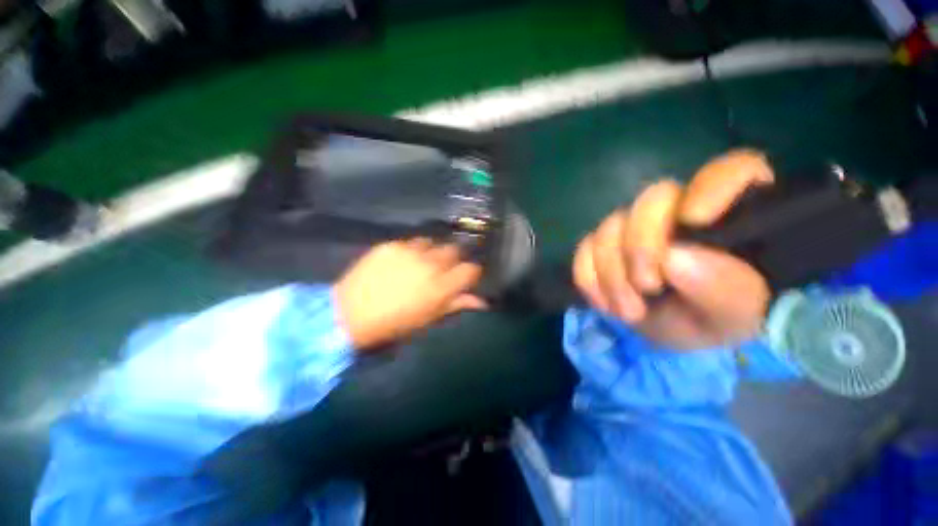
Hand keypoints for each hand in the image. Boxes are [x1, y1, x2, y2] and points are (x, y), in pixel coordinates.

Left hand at [335, 239, 487, 350]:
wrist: (350, 314)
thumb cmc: (394, 323)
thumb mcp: (429, 318)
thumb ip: (456, 305)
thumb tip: (482, 302)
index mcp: (441, 287)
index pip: (471, 269)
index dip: (471, 272)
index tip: (466, 276)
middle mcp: (429, 264)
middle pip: (454, 250)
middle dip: (454, 257)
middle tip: (444, 267)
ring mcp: (409, 251)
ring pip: (433, 242)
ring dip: (432, 251)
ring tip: (422, 260)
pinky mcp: (391, 245)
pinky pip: (410, 242)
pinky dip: (411, 249)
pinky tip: (402, 259)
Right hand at [573, 150, 773, 349]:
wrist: (669, 333)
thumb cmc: (713, 320)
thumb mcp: (732, 316)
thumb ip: (723, 287)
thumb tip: (674, 258)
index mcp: (730, 217)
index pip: (734, 171)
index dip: (712, 186)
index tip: (693, 221)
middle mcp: (677, 211)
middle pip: (653, 197)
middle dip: (641, 244)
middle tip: (647, 286)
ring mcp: (634, 226)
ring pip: (610, 226)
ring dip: (613, 272)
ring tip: (629, 311)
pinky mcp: (603, 244)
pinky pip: (584, 248)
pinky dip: (589, 277)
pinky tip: (604, 302)